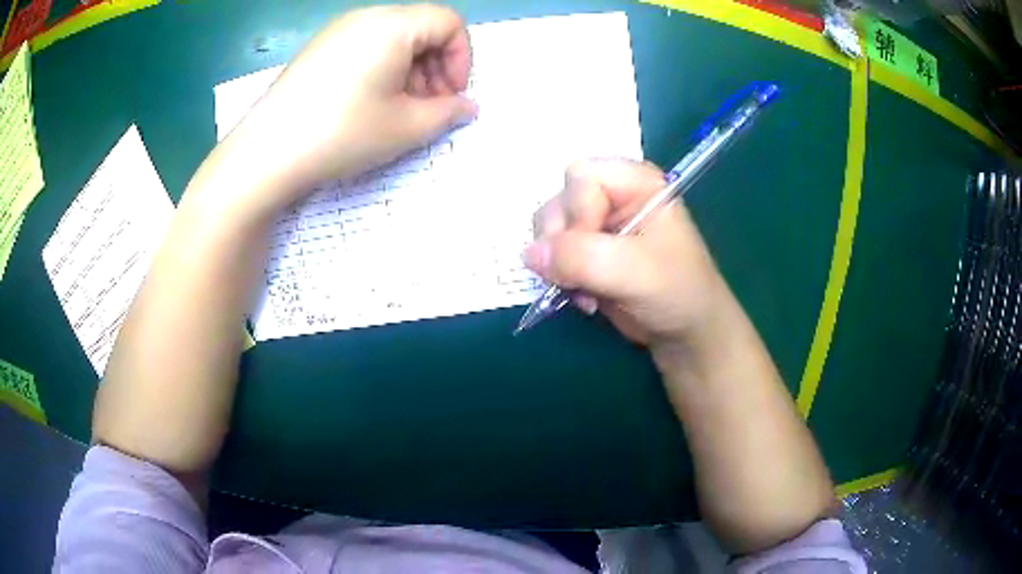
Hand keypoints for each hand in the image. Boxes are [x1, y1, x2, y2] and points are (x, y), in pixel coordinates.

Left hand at [225, 4, 476, 211]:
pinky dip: (382, 70)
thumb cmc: (343, 133)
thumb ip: (448, 112)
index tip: (452, 96)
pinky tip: (370, 105)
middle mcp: (366, 17)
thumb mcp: (407, 127)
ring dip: (411, 70)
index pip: (449, 23)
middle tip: (429, 107)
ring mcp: (338, 31)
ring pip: (394, 39)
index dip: (462, 59)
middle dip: (437, 66)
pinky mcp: (319, 49)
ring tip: (399, 110)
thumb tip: (467, 106)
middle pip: (421, 28)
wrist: (266, 153)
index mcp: (393, 25)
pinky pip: (366, 47)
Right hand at [523, 158, 729, 356]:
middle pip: (559, 200)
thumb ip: (581, 258)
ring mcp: (597, 221)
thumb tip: (529, 254)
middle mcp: (612, 193)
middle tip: (585, 277)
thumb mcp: (634, 272)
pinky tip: (582, 295)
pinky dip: (558, 275)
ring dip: (558, 264)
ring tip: (586, 291)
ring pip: (549, 227)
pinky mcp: (586, 248)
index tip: (596, 253)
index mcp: (635, 181)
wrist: (684, 330)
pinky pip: (551, 251)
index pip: (580, 178)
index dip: (578, 214)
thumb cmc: (676, 291)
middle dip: (563, 243)